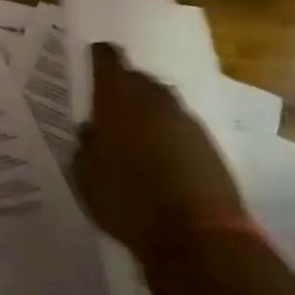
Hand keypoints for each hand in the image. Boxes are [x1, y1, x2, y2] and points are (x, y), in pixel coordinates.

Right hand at [74, 43, 242, 263]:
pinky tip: (159, 163)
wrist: (198, 237)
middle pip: (136, 79)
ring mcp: (186, 118)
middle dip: (122, 92)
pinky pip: (179, 129)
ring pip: (160, 104)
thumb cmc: (128, 202)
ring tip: (133, 143)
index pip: (106, 57)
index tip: (87, 69)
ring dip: (147, 116)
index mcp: (118, 97)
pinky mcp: (208, 143)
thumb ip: (86, 146)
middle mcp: (154, 97)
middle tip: (107, 115)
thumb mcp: (86, 177)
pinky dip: (168, 138)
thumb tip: (92, 130)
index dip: (96, 59)